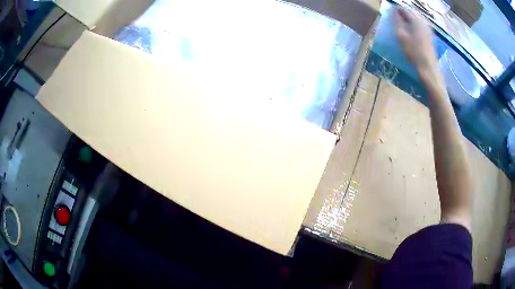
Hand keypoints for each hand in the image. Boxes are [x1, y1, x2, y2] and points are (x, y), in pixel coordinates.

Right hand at [395, 7, 436, 71]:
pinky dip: (416, 23)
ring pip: (417, 18)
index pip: (404, 10)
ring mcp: (428, 28)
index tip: (391, 11)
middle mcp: (423, 22)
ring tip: (404, 21)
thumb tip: (394, 12)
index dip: (397, 9)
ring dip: (410, 17)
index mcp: (416, 20)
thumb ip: (397, 22)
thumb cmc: (414, 52)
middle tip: (397, 15)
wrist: (428, 67)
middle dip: (405, 12)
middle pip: (412, 12)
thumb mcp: (401, 36)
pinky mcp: (430, 35)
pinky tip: (412, 27)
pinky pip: (421, 24)